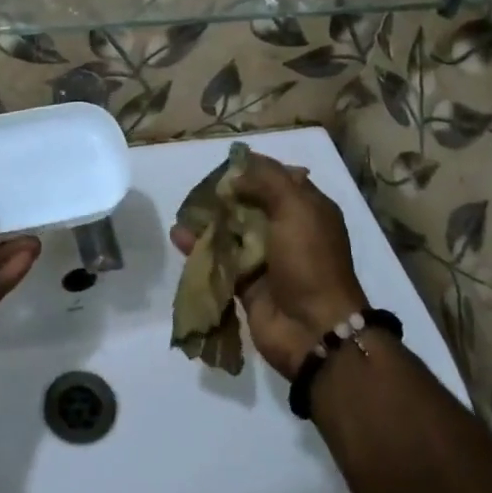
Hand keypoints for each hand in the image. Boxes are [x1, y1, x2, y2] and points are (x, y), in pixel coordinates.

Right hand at [170, 151, 367, 379]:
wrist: (312, 329)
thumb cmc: (309, 261)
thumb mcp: (297, 209)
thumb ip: (268, 182)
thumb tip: (237, 173)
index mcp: (307, 210)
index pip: (279, 178)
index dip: (254, 169)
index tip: (225, 164)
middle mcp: (287, 230)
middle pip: (251, 203)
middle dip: (225, 195)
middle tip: (199, 188)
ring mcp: (266, 258)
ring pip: (232, 231)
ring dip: (209, 220)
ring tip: (183, 210)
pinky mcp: (246, 282)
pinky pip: (220, 259)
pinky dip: (200, 247)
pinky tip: (179, 236)